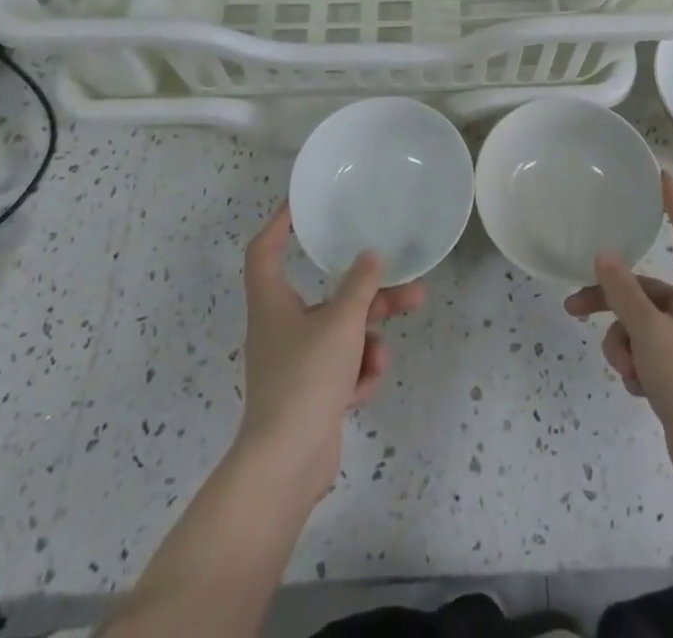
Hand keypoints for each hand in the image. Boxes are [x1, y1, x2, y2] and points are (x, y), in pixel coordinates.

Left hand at [235, 204, 424, 502]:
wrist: (285, 466)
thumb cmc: (305, 380)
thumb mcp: (341, 324)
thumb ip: (360, 286)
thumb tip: (371, 256)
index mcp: (272, 302)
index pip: (266, 249)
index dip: (282, 222)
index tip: (305, 205)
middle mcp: (281, 326)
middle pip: (326, 294)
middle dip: (368, 293)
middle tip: (406, 284)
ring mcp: (296, 362)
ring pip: (341, 332)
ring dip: (368, 340)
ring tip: (384, 355)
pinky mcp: (311, 392)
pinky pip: (342, 367)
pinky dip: (356, 374)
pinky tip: (362, 390)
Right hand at [565, 172, 672, 493]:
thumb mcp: (650, 332)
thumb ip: (623, 291)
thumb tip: (605, 255)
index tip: (660, 176)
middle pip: (643, 286)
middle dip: (609, 300)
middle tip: (573, 306)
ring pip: (638, 322)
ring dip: (623, 343)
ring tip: (627, 371)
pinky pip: (645, 349)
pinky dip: (636, 364)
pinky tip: (640, 389)